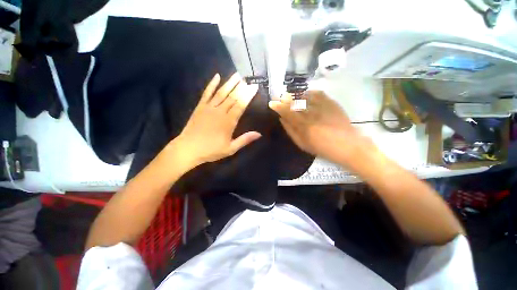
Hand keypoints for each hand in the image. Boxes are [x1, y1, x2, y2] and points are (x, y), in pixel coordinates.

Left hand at [170, 73, 260, 166]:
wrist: (188, 149)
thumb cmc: (211, 150)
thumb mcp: (230, 149)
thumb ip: (245, 140)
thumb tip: (259, 134)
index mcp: (229, 122)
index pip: (241, 105)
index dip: (248, 95)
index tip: (254, 87)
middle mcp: (220, 112)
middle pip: (233, 97)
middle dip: (241, 87)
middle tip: (248, 78)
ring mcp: (209, 108)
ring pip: (221, 92)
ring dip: (230, 83)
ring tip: (237, 75)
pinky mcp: (200, 107)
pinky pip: (206, 93)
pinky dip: (211, 84)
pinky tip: (216, 76)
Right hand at [269, 91, 372, 164]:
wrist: (348, 146)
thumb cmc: (323, 148)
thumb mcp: (302, 144)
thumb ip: (290, 131)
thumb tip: (281, 119)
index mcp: (304, 126)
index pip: (287, 112)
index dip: (278, 106)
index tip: (272, 103)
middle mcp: (312, 114)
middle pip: (295, 102)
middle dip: (286, 99)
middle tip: (281, 99)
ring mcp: (323, 107)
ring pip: (305, 96)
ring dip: (296, 96)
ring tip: (293, 97)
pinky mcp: (332, 103)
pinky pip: (318, 93)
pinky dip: (310, 93)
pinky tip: (307, 95)